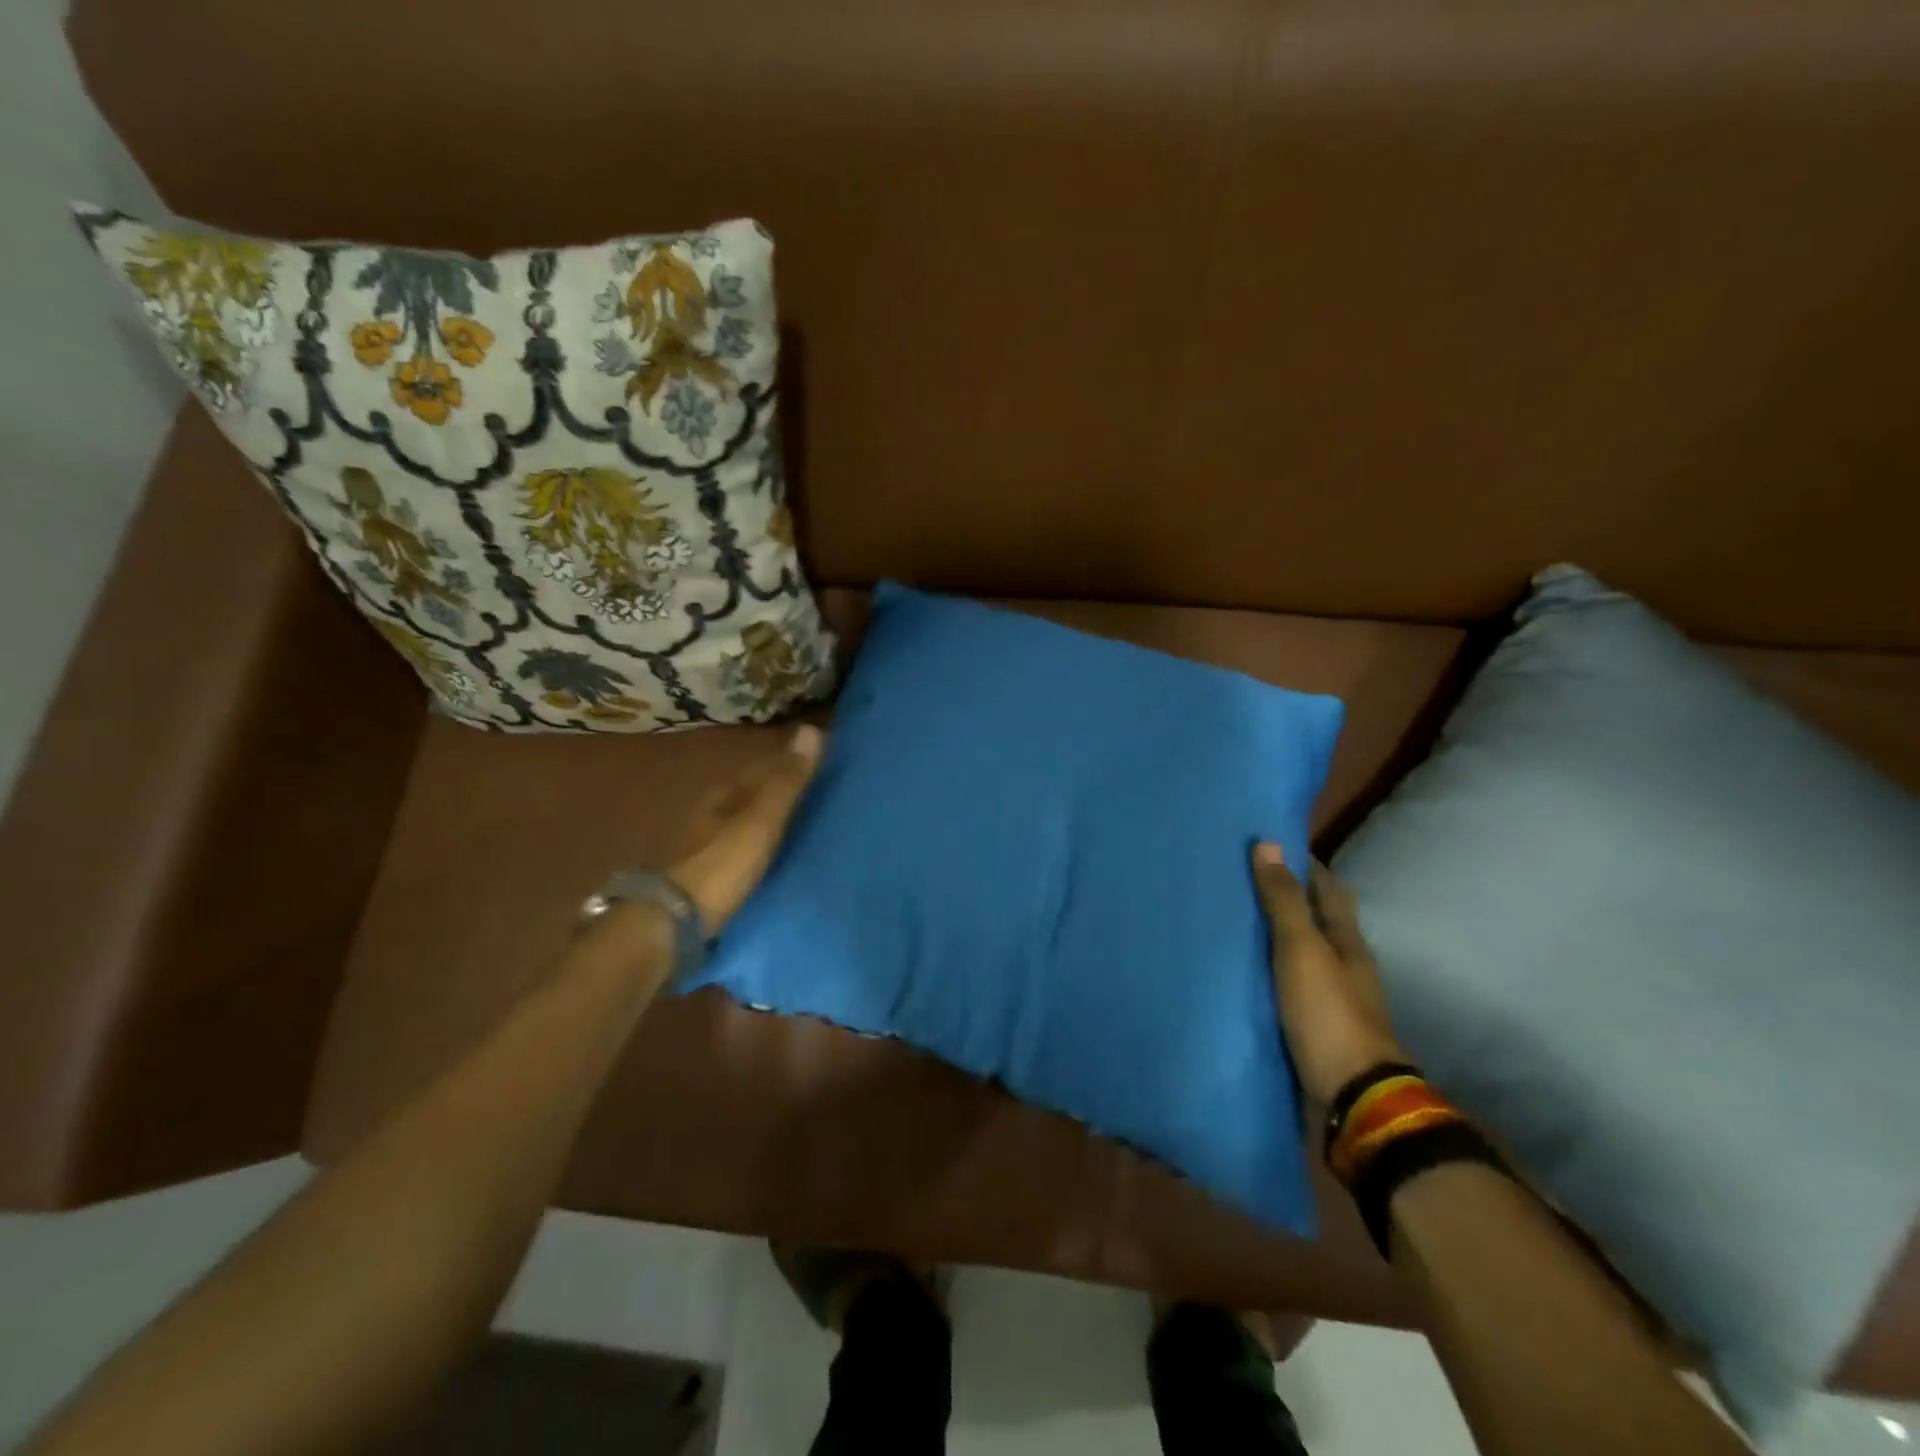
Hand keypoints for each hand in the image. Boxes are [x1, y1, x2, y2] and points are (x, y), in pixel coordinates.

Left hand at [671, 724, 824, 930]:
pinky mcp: (710, 876)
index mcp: (723, 794)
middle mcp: (712, 814)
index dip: (792, 762)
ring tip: (809, 824)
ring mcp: (707, 846)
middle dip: (783, 791)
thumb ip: (787, 782)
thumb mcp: (761, 821)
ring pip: (747, 822)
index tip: (824, 761)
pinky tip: (781, 856)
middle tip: (823, 793)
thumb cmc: (722, 865)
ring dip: (773, 820)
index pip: (764, 768)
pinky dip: (765, 846)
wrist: (673, 923)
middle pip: (753, 794)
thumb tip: (812, 728)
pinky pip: (745, 850)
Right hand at [1251, 842, 1405, 1104]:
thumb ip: (1284, 901)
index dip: (1305, 865)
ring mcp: (1333, 997)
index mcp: (1347, 941)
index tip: (1271, 845)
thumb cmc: (1328, 1013)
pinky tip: (1246, 970)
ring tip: (1238, 921)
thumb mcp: (1301, 950)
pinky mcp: (1315, 1025)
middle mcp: (1344, 964)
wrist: (1352, 1096)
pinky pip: (1290, 984)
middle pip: (1318, 920)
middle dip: (1290, 899)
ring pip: (1304, 953)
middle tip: (1244, 880)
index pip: (1328, 889)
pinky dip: (1272, 970)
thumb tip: (1268, 843)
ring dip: (1279, 936)